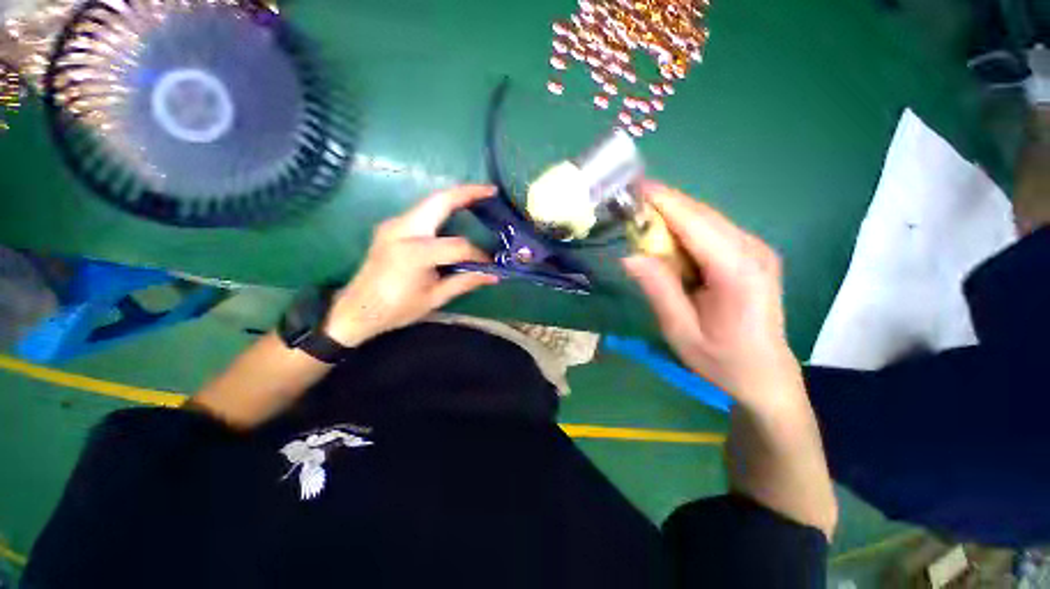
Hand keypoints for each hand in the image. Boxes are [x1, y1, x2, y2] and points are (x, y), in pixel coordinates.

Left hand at [324, 185, 499, 345]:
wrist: (356, 310)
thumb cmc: (396, 308)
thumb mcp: (434, 298)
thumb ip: (465, 282)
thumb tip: (493, 275)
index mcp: (414, 254)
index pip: (457, 246)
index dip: (477, 253)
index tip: (489, 262)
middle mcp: (401, 230)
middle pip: (439, 201)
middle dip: (467, 192)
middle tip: (490, 191)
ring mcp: (394, 225)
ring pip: (429, 202)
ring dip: (454, 198)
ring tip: (478, 198)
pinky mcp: (391, 226)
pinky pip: (422, 211)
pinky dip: (442, 208)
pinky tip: (455, 214)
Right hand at [622, 182, 802, 411]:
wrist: (765, 375)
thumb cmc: (722, 360)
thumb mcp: (681, 330)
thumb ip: (658, 289)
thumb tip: (630, 256)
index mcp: (737, 271)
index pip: (694, 222)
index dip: (662, 202)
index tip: (632, 189)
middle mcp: (752, 250)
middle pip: (701, 214)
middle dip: (663, 206)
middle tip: (628, 207)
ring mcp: (755, 249)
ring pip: (705, 219)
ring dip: (671, 217)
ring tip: (641, 223)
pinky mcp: (751, 253)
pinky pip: (711, 231)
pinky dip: (684, 230)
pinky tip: (666, 241)